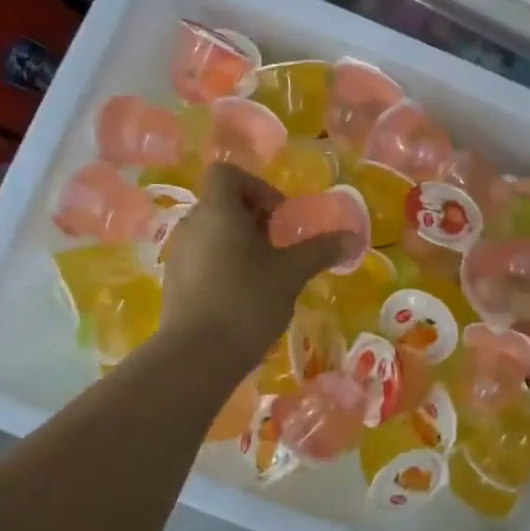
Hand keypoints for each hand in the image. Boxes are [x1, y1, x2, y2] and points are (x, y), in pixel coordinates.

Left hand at [160, 165, 345, 363]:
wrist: (197, 356)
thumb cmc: (247, 301)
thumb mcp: (291, 273)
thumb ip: (320, 250)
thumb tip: (354, 237)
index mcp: (218, 211)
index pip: (227, 173)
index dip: (257, 186)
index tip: (280, 215)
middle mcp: (192, 225)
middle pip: (221, 203)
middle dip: (254, 218)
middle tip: (281, 244)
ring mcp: (179, 255)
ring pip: (212, 232)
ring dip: (240, 242)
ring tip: (266, 272)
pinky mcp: (175, 283)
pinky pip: (202, 258)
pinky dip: (224, 264)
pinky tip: (245, 295)